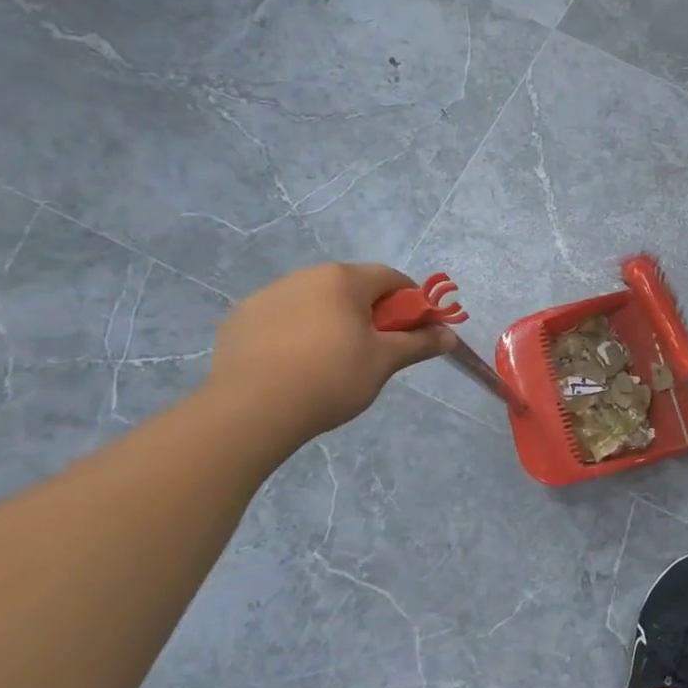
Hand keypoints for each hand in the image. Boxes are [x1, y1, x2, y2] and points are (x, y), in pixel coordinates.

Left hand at [206, 263, 456, 439]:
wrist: (250, 411)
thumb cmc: (331, 377)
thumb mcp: (385, 361)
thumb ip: (420, 343)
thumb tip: (450, 335)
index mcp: (343, 279)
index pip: (391, 278)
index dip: (410, 303)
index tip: (412, 332)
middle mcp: (304, 276)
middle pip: (351, 288)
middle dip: (369, 313)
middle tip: (374, 350)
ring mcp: (266, 296)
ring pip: (314, 303)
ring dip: (330, 322)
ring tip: (329, 363)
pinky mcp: (238, 321)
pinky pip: (280, 320)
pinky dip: (294, 335)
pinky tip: (293, 368)